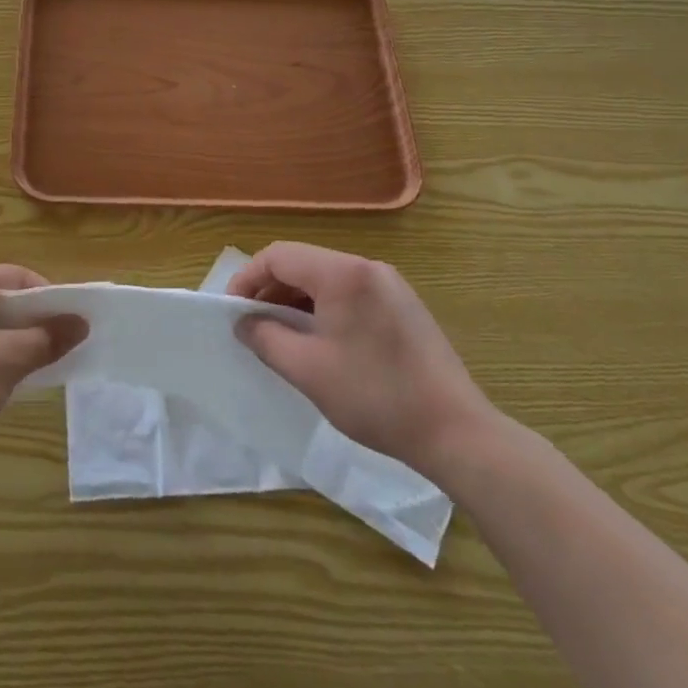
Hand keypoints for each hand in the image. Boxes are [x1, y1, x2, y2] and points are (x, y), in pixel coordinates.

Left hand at [0, 266, 85, 491]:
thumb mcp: (7, 359)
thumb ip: (47, 338)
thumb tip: (82, 323)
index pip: (14, 277)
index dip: (48, 297)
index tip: (75, 322)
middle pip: (4, 301)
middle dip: (36, 322)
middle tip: (66, 344)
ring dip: (20, 344)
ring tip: (47, 364)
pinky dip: (1, 360)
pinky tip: (17, 381)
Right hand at [228, 242, 496, 481]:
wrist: (456, 431)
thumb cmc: (375, 396)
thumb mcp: (307, 369)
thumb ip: (266, 338)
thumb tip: (244, 323)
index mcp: (342, 273)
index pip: (278, 256)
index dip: (247, 279)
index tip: (231, 312)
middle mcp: (366, 267)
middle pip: (302, 263)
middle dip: (270, 290)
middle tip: (252, 326)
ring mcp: (389, 285)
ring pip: (326, 279)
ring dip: (296, 301)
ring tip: (281, 336)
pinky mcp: (403, 306)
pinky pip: (349, 293)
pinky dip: (324, 309)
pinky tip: (319, 341)